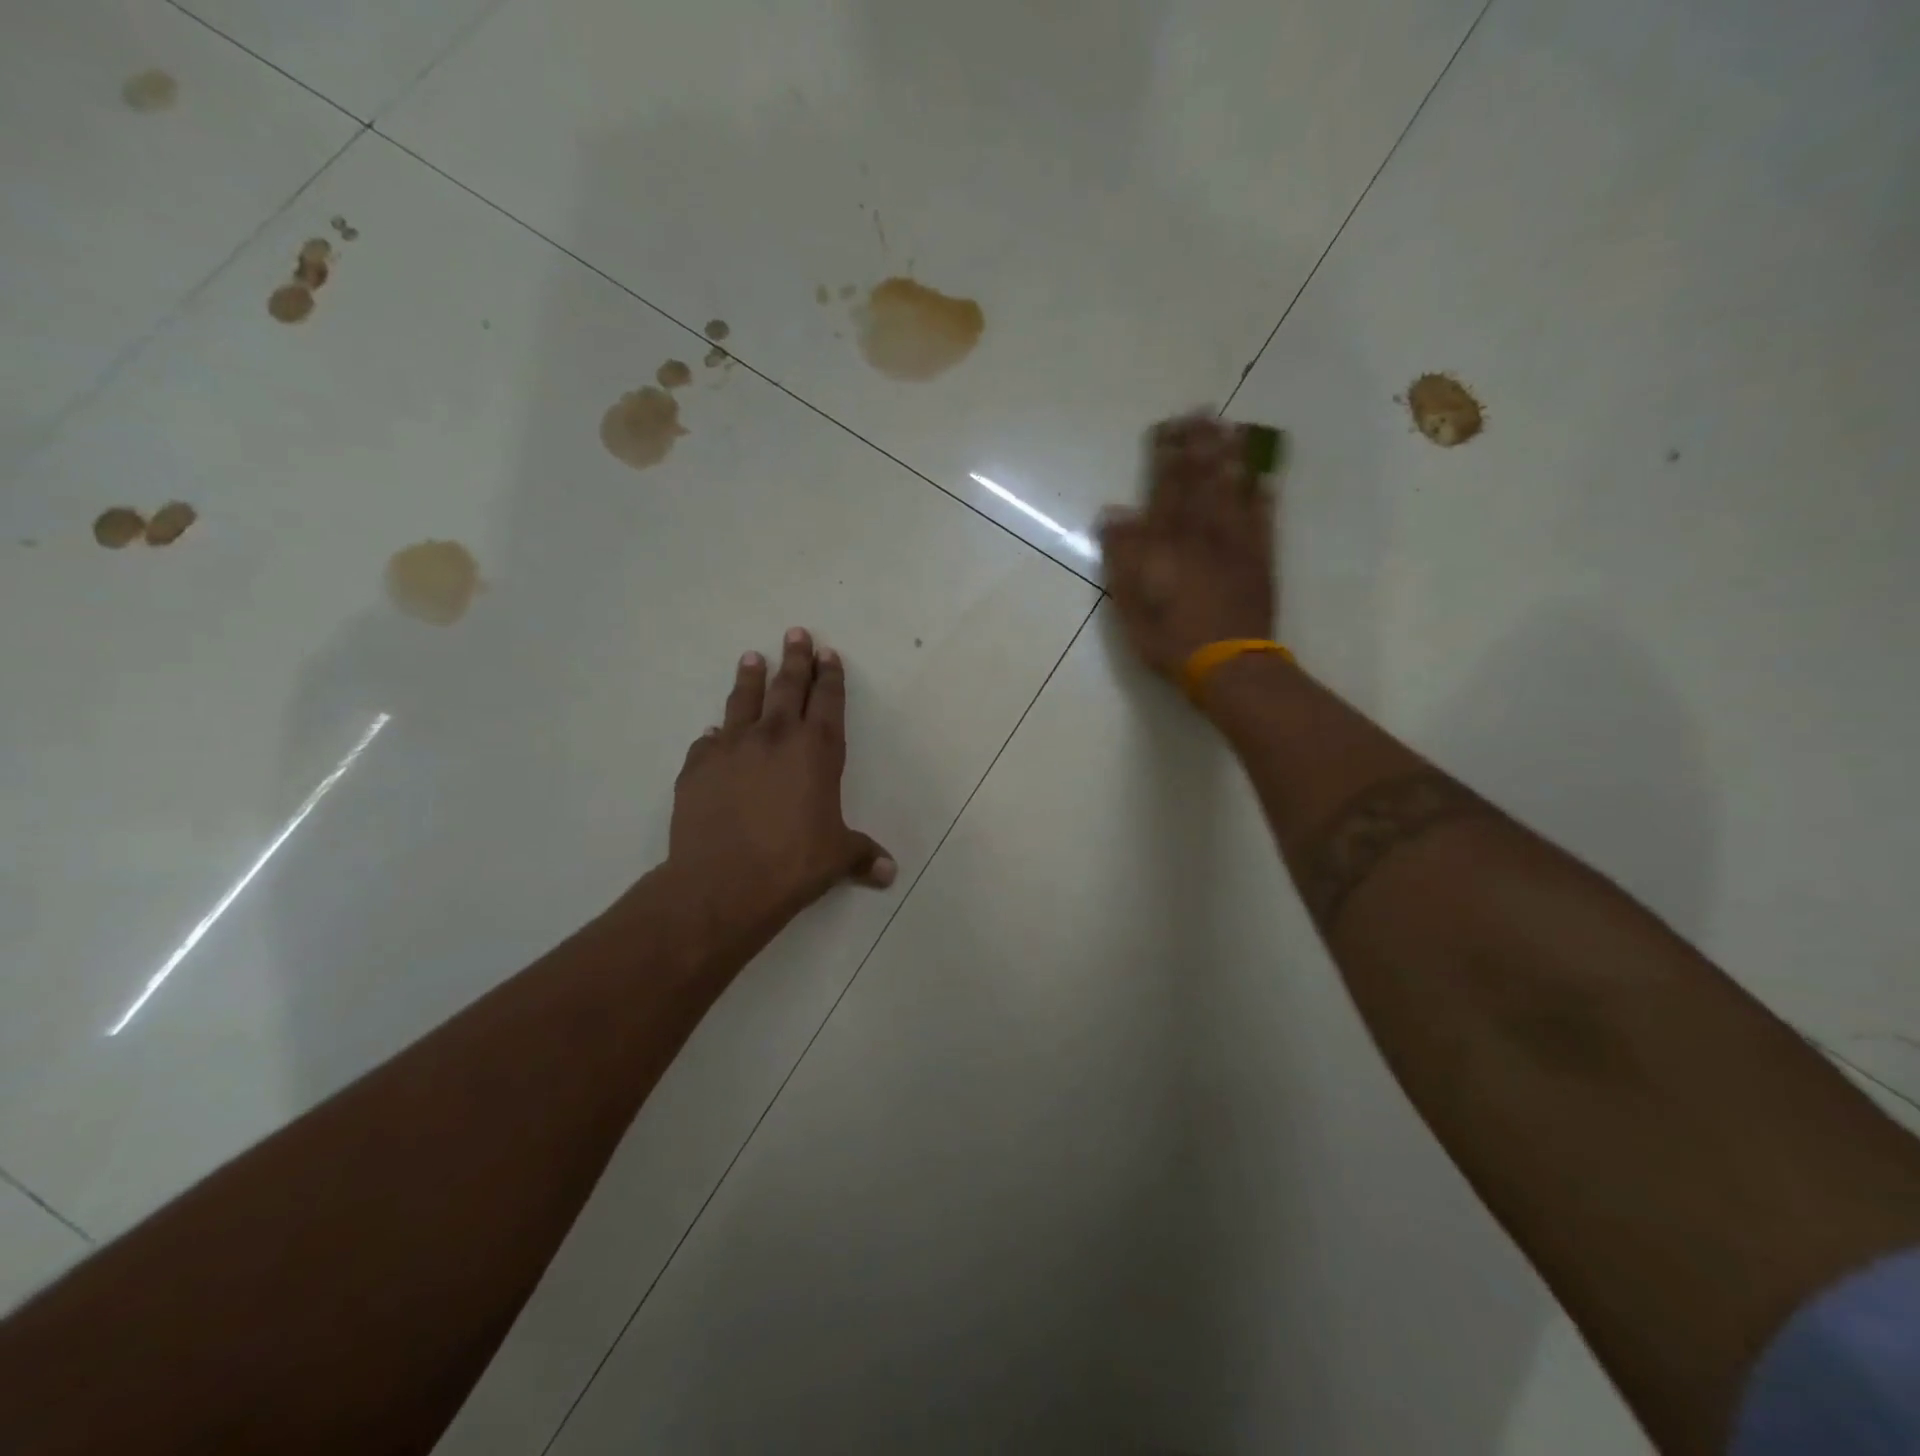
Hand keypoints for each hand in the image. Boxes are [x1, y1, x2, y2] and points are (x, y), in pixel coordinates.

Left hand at [666, 629, 894, 947]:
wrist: (722, 882)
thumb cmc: (792, 864)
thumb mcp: (837, 858)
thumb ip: (863, 855)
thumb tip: (889, 872)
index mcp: (816, 750)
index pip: (827, 701)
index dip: (830, 676)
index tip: (828, 653)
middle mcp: (775, 737)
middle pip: (788, 687)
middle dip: (795, 659)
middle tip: (795, 633)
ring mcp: (732, 748)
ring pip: (744, 701)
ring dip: (751, 678)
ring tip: (751, 657)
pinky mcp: (697, 766)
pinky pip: (709, 741)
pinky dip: (716, 734)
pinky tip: (714, 732)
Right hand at [1099, 413, 1277, 681]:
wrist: (1227, 665)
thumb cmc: (1170, 639)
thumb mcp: (1130, 603)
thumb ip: (1123, 556)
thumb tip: (1114, 512)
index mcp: (1168, 543)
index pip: (1166, 489)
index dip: (1167, 456)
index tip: (1168, 426)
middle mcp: (1204, 534)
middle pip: (1202, 481)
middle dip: (1202, 445)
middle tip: (1204, 412)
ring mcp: (1237, 545)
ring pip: (1235, 492)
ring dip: (1233, 459)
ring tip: (1234, 430)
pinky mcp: (1261, 561)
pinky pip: (1264, 521)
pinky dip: (1264, 498)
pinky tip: (1265, 479)